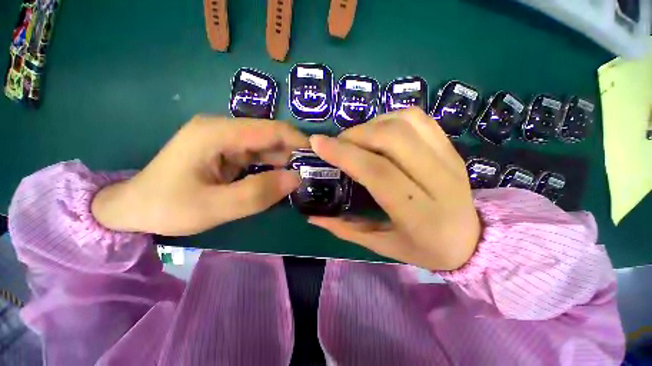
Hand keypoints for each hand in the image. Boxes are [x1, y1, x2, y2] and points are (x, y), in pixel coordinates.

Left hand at [92, 115, 307, 235]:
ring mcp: (225, 140)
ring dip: (285, 162)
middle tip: (313, 173)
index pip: (270, 130)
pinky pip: (257, 157)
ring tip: (302, 179)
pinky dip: (272, 168)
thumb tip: (296, 179)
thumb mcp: (214, 207)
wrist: (134, 208)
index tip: (318, 158)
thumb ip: (258, 194)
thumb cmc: (168, 207)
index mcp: (217, 133)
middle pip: (270, 137)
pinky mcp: (226, 152)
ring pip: (266, 148)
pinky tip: (281, 180)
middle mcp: (223, 129)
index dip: (298, 141)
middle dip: (294, 154)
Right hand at [309, 108, 480, 270]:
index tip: (318, 143)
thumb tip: (312, 215)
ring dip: (371, 124)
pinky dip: (391, 118)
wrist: (472, 239)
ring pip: (405, 122)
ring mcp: (450, 158)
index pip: (378, 172)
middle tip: (337, 144)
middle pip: (392, 139)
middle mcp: (440, 181)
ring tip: (357, 140)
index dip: (345, 154)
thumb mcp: (381, 246)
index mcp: (421, 215)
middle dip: (355, 135)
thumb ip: (345, 228)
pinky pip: (418, 119)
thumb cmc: (425, 249)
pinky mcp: (452, 147)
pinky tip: (379, 133)